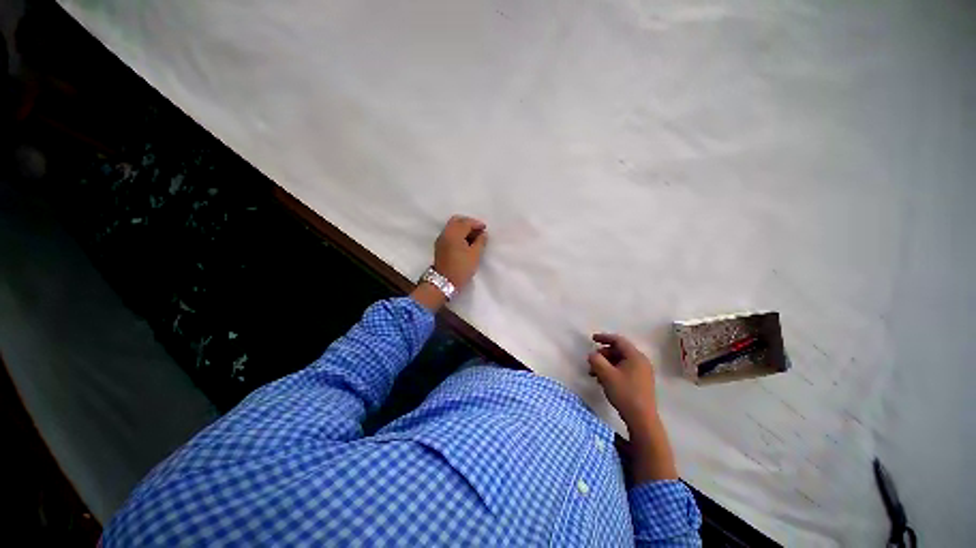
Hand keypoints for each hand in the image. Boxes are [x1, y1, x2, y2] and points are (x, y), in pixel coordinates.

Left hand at [433, 215, 487, 289]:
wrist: (444, 282)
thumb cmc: (461, 268)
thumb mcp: (475, 255)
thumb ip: (480, 242)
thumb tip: (483, 234)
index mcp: (454, 234)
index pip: (466, 222)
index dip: (477, 224)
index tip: (485, 229)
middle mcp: (445, 233)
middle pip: (457, 220)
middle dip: (468, 223)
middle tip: (478, 231)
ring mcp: (441, 239)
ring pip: (452, 226)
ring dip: (463, 228)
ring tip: (473, 237)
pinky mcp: (440, 246)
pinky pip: (450, 233)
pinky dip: (458, 233)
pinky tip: (465, 242)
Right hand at [588, 333, 657, 423]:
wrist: (642, 419)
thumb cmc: (624, 393)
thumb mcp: (606, 374)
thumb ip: (596, 360)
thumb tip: (592, 355)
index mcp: (635, 356)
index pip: (618, 340)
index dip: (604, 337)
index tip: (592, 339)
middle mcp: (641, 361)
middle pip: (619, 351)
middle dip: (603, 354)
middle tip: (592, 362)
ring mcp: (643, 372)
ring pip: (620, 361)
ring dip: (606, 364)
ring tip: (595, 374)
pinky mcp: (641, 382)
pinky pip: (624, 370)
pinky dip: (613, 371)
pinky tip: (604, 381)